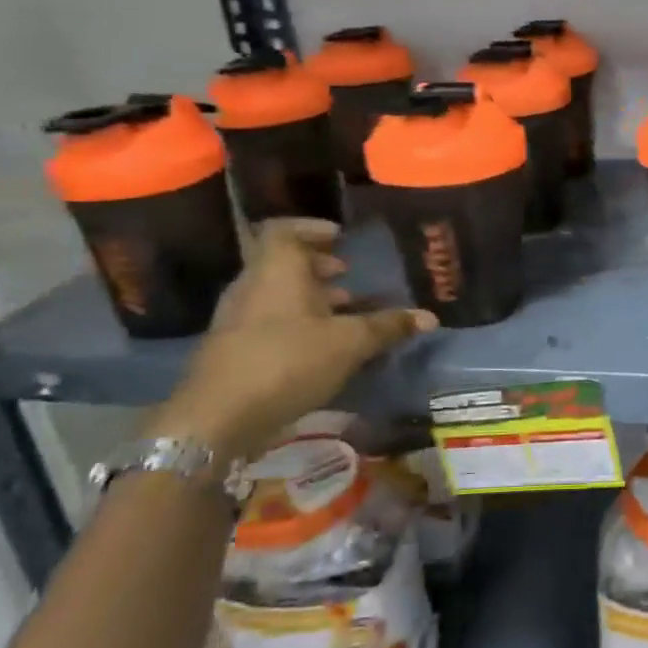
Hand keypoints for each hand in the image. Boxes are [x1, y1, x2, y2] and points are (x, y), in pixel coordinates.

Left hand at [148, 219, 435, 460]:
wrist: (218, 418)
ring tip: (346, 313)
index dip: (313, 229)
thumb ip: (388, 326)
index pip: (285, 230)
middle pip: (283, 263)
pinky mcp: (235, 349)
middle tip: (350, 275)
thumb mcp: (349, 343)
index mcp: (276, 270)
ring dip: (311, 298)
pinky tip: (324, 347)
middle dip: (319, 267)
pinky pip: (271, 321)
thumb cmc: (287, 361)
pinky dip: (298, 323)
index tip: (341, 237)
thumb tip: (429, 317)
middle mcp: (253, 286)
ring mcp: (239, 319)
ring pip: (278, 294)